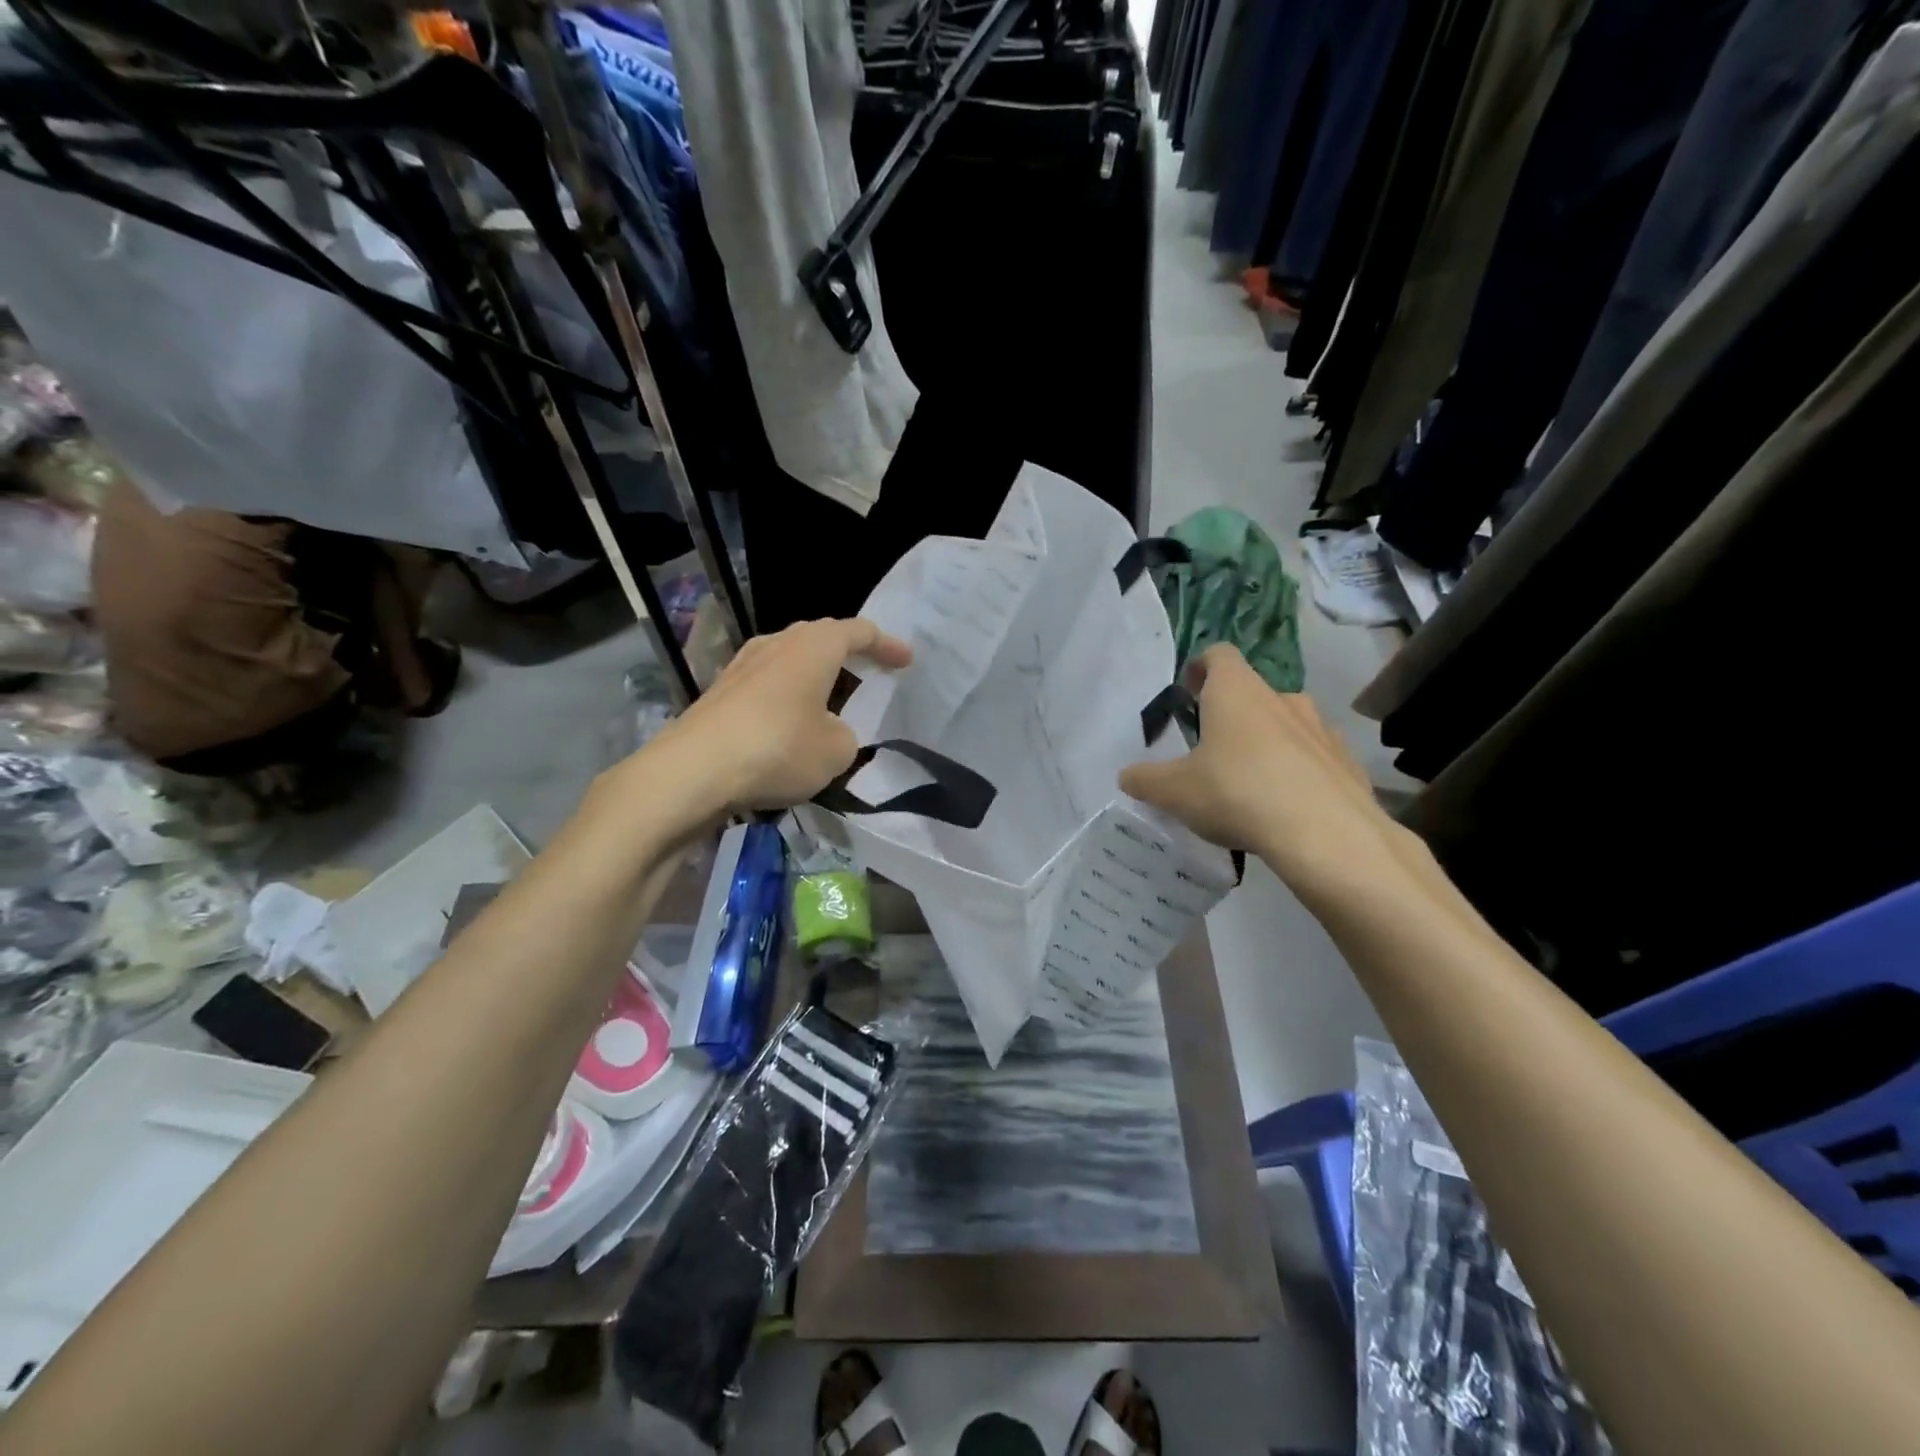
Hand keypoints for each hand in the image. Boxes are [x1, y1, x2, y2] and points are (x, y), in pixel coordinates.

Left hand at [647, 617, 911, 816]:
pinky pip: (768, 682)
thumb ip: (845, 735)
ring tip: (832, 697)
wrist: (693, 770)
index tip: (906, 660)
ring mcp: (743, 664)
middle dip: (849, 653)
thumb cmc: (778, 749)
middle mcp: (778, 643)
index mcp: (814, 646)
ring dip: (815, 674)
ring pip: (791, 658)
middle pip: (821, 638)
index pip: (860, 632)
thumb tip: (828, 730)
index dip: (887, 646)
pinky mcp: (721, 690)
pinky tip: (790, 720)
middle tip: (871, 671)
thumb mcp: (836, 751)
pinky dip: (788, 694)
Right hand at [1118, 645, 1410, 899]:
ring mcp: (1321, 729)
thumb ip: (1146, 780)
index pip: (1219, 655)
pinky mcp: (1346, 762)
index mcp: (1236, 692)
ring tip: (1251, 779)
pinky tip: (1287, 805)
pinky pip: (1315, 757)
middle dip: (1232, 713)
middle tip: (1212, 746)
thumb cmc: (1237, 793)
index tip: (1189, 689)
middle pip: (1253, 692)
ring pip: (1287, 723)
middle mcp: (1281, 699)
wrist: (1326, 833)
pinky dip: (1299, 771)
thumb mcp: (1174, 792)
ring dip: (1268, 741)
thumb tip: (1128, 776)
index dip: (1201, 666)